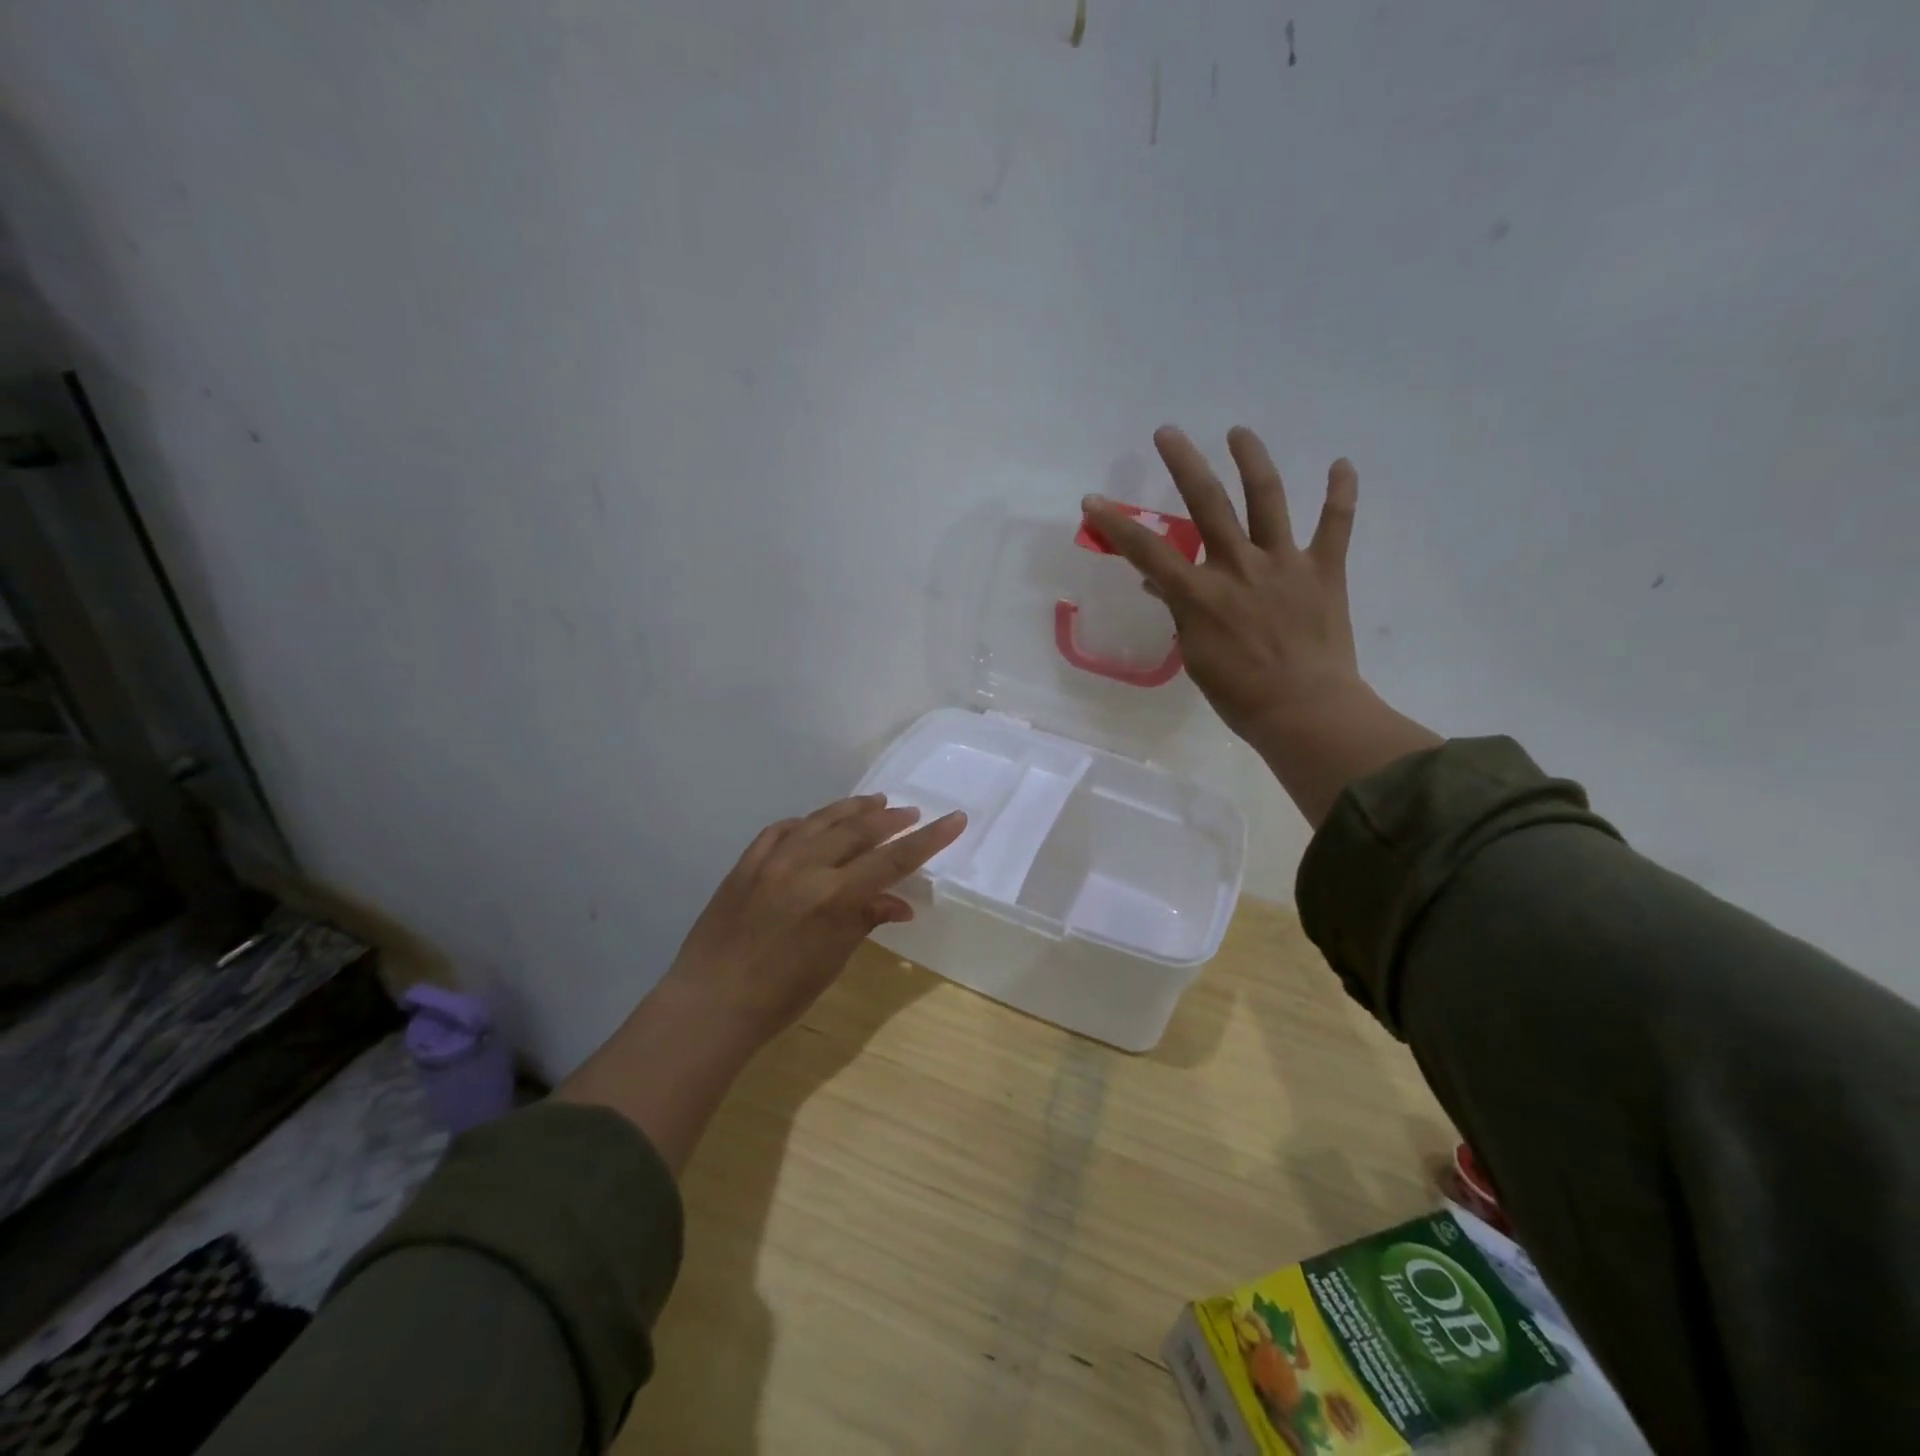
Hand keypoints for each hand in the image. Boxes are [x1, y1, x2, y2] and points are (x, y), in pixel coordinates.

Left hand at [558, 794, 965, 1171]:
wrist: (710, 1003)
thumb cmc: (780, 995)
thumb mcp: (832, 960)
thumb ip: (865, 920)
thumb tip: (900, 903)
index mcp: (833, 896)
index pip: (893, 859)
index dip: (928, 838)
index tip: (955, 818)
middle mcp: (805, 867)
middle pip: (859, 830)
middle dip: (891, 819)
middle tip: (911, 813)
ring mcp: (771, 860)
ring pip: (821, 820)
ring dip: (852, 809)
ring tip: (875, 802)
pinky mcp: (746, 863)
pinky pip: (781, 830)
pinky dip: (806, 822)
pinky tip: (815, 822)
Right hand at [1083, 425, 1439, 826]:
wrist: (1305, 711)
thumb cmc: (1240, 695)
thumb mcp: (1196, 657)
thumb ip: (1181, 614)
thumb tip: (1161, 586)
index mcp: (1201, 593)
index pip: (1148, 551)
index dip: (1117, 525)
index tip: (1093, 501)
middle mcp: (1239, 566)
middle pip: (1207, 503)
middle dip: (1184, 464)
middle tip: (1168, 432)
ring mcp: (1284, 563)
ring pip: (1268, 498)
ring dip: (1252, 460)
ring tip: (1238, 432)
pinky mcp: (1324, 570)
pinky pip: (1336, 524)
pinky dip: (1341, 493)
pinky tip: (1341, 464)